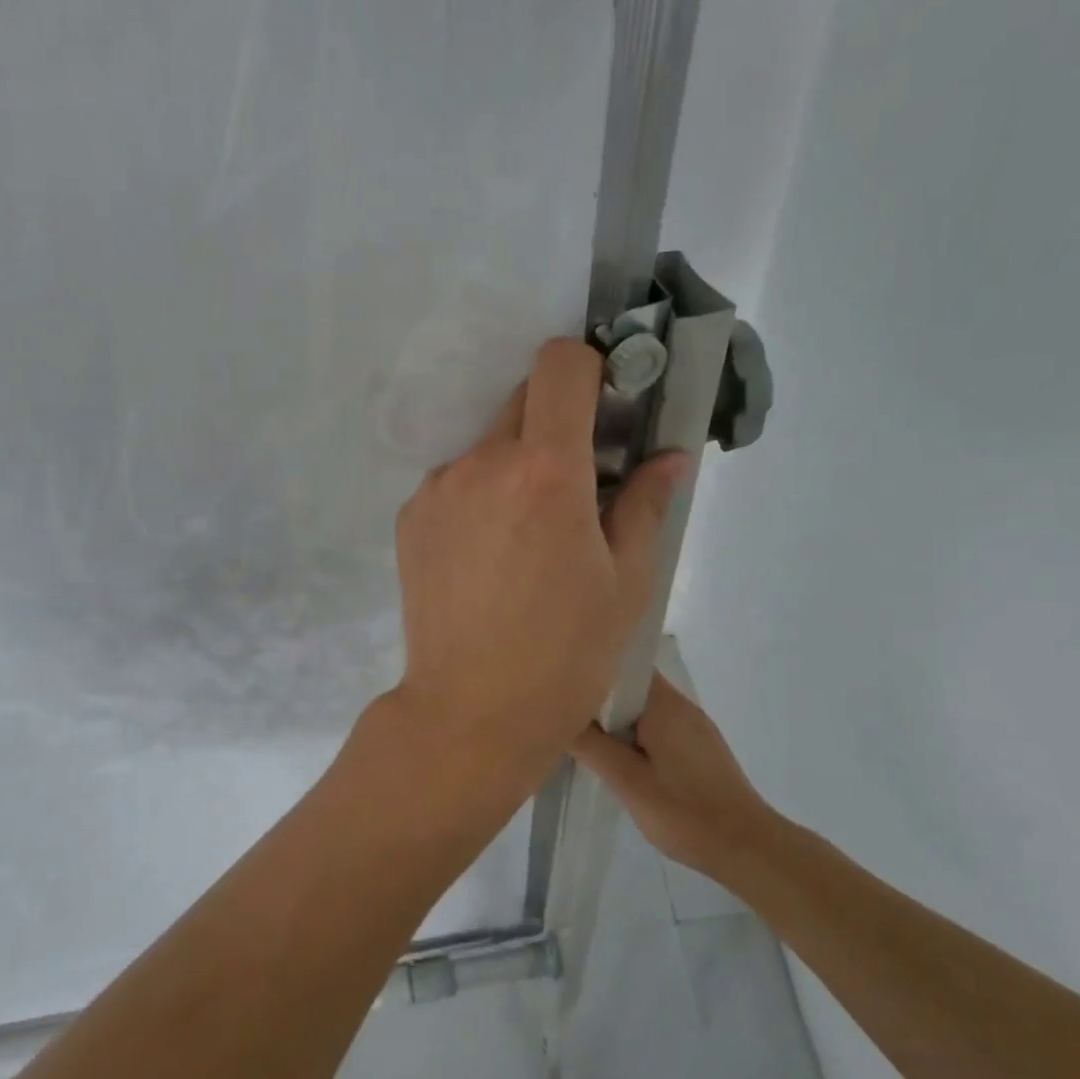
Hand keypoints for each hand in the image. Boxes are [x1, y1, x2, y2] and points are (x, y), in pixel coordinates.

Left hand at [391, 338, 686, 791]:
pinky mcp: (409, 518)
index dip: (589, 370)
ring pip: (487, 446)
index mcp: (544, 472)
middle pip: (523, 401)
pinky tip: (488, 559)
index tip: (605, 408)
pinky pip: (455, 483)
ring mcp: (437, 489)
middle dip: (556, 425)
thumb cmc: (565, 655)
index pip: (560, 365)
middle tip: (574, 488)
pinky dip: (478, 498)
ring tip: (526, 539)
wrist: (470, 713)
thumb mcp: (625, 583)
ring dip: (514, 467)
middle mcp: (481, 464)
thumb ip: (644, 504)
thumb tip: (669, 457)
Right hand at [570, 672, 782, 883]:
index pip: (626, 666)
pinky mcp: (699, 749)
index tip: (564, 680)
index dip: (594, 669)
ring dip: (617, 720)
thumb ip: (591, 746)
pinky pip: (658, 728)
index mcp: (665, 705)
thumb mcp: (627, 781)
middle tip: (564, 711)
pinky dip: (634, 735)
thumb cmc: (685, 812)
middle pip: (633, 687)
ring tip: (583, 735)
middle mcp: (682, 707)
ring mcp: (694, 728)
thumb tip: (558, 716)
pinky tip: (618, 758)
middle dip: (601, 698)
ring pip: (644, 710)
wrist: (748, 849)